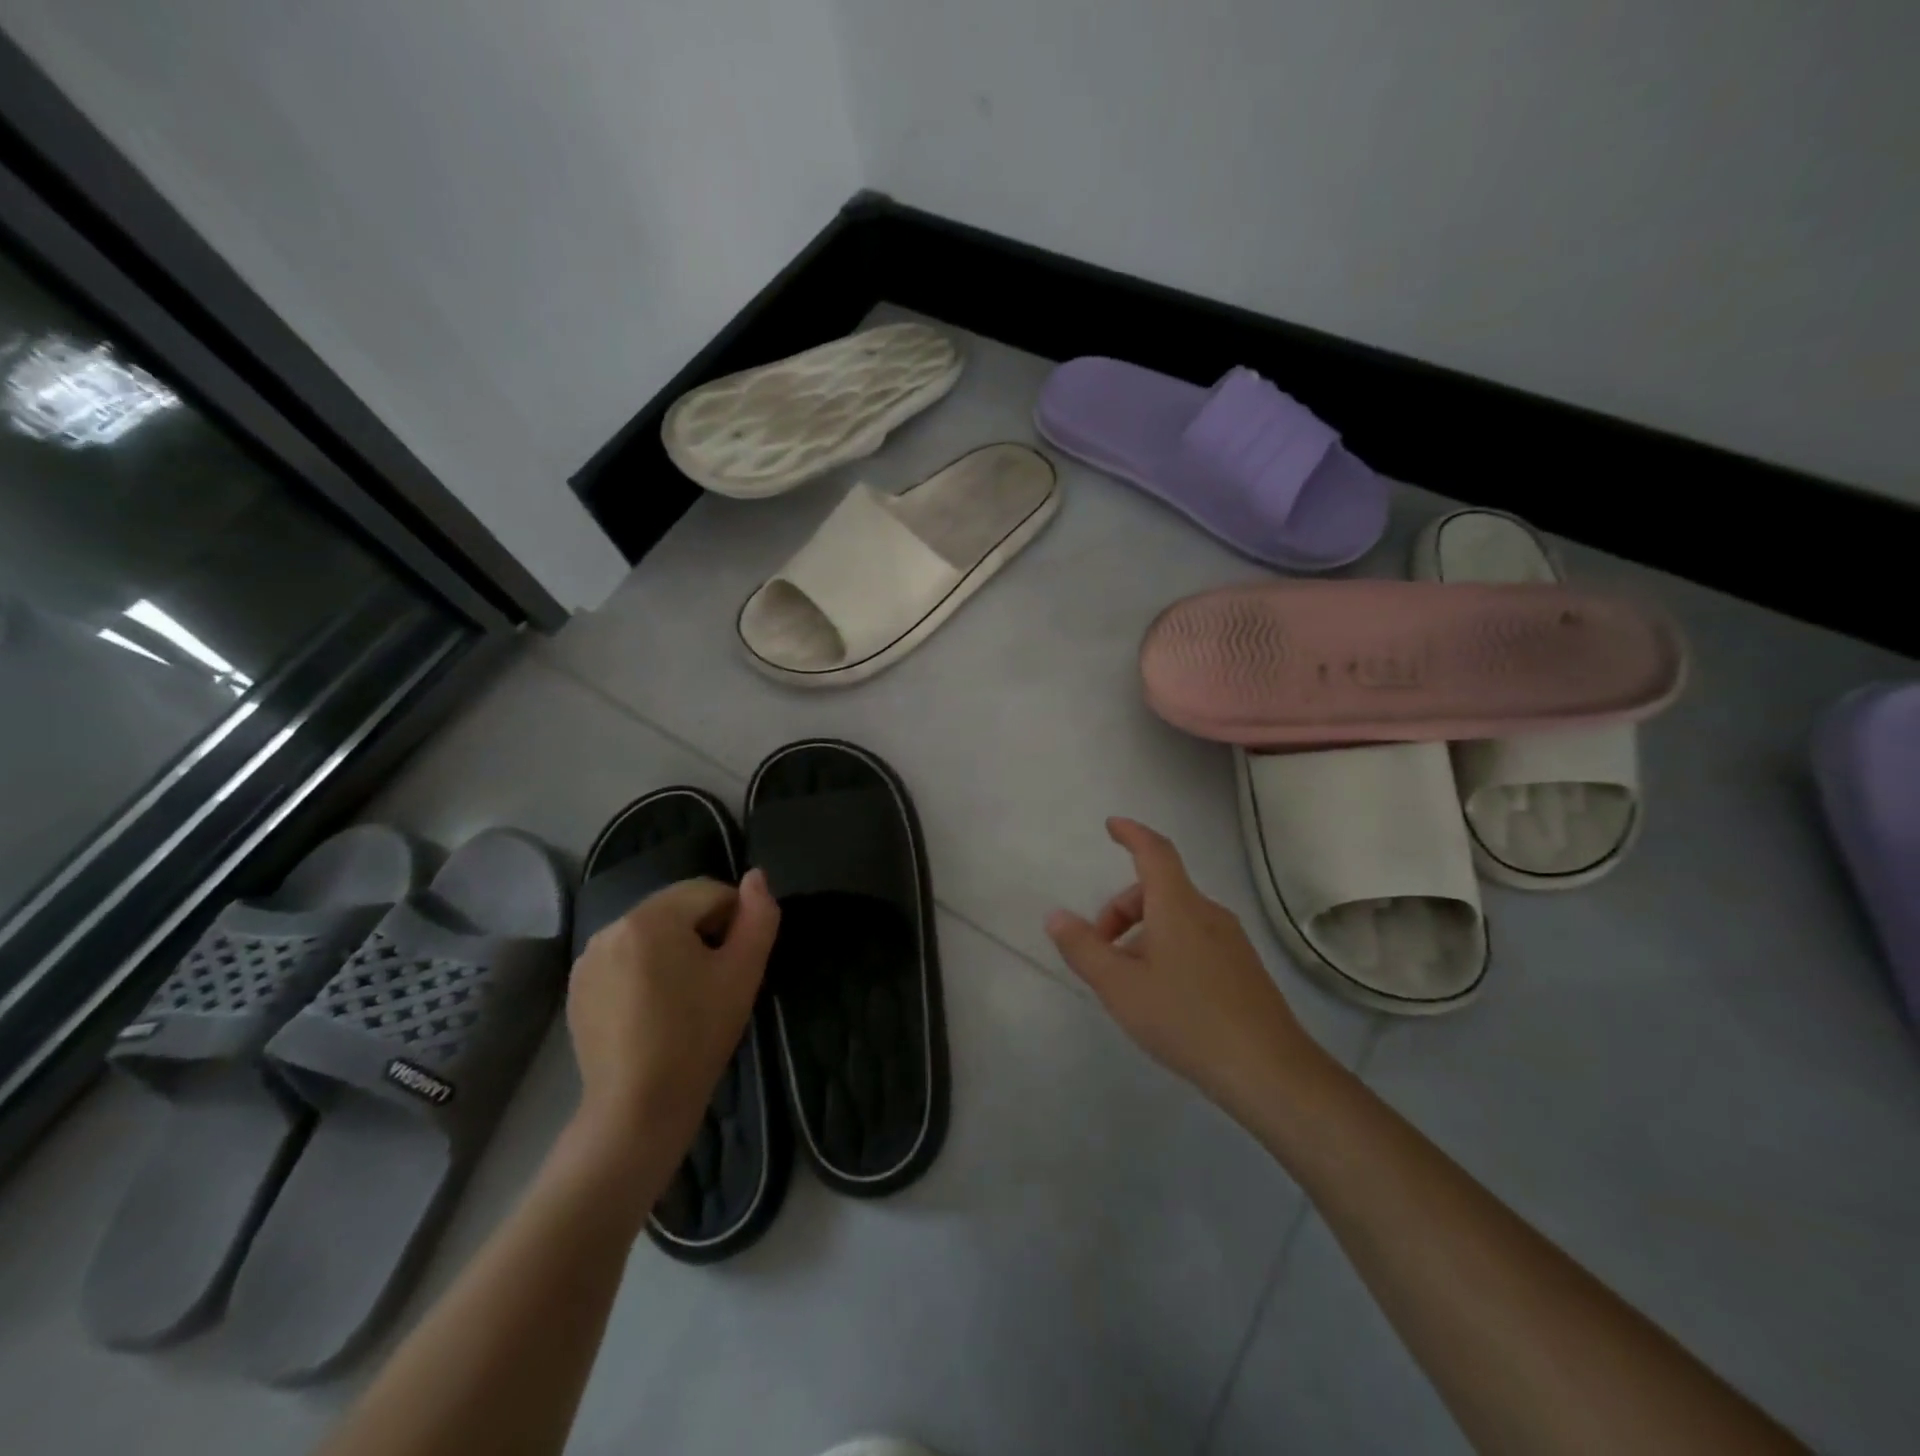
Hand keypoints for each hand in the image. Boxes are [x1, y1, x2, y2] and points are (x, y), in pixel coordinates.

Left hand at [565, 871, 779, 1170]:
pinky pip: (624, 957)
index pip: (709, 891)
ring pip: (650, 932)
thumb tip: (756, 876)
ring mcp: (588, 957)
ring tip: (686, 994)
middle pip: (676, 908)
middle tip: (716, 978)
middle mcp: (612, 926)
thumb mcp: (743, 972)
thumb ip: (759, 916)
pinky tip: (654, 1008)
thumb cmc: (698, 1036)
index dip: (735, 917)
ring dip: (673, 947)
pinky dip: (645, 968)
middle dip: (702, 930)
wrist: (638, 1108)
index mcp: (652, 918)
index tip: (739, 959)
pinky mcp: (578, 986)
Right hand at [1045, 818, 1312, 1121]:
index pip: (1154, 851)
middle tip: (1099, 951)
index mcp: (1178, 905)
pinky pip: (1196, 940)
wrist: (1268, 1070)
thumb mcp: (1119, 986)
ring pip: (1176, 918)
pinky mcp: (1243, 968)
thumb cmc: (1185, 1018)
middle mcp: (1208, 913)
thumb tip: (1056, 916)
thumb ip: (1083, 948)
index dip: (1132, 834)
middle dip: (1122, 910)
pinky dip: (1168, 949)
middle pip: (1158, 890)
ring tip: (1128, 981)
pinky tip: (1163, 996)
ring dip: (1143, 934)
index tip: (1112, 825)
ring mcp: (1231, 940)